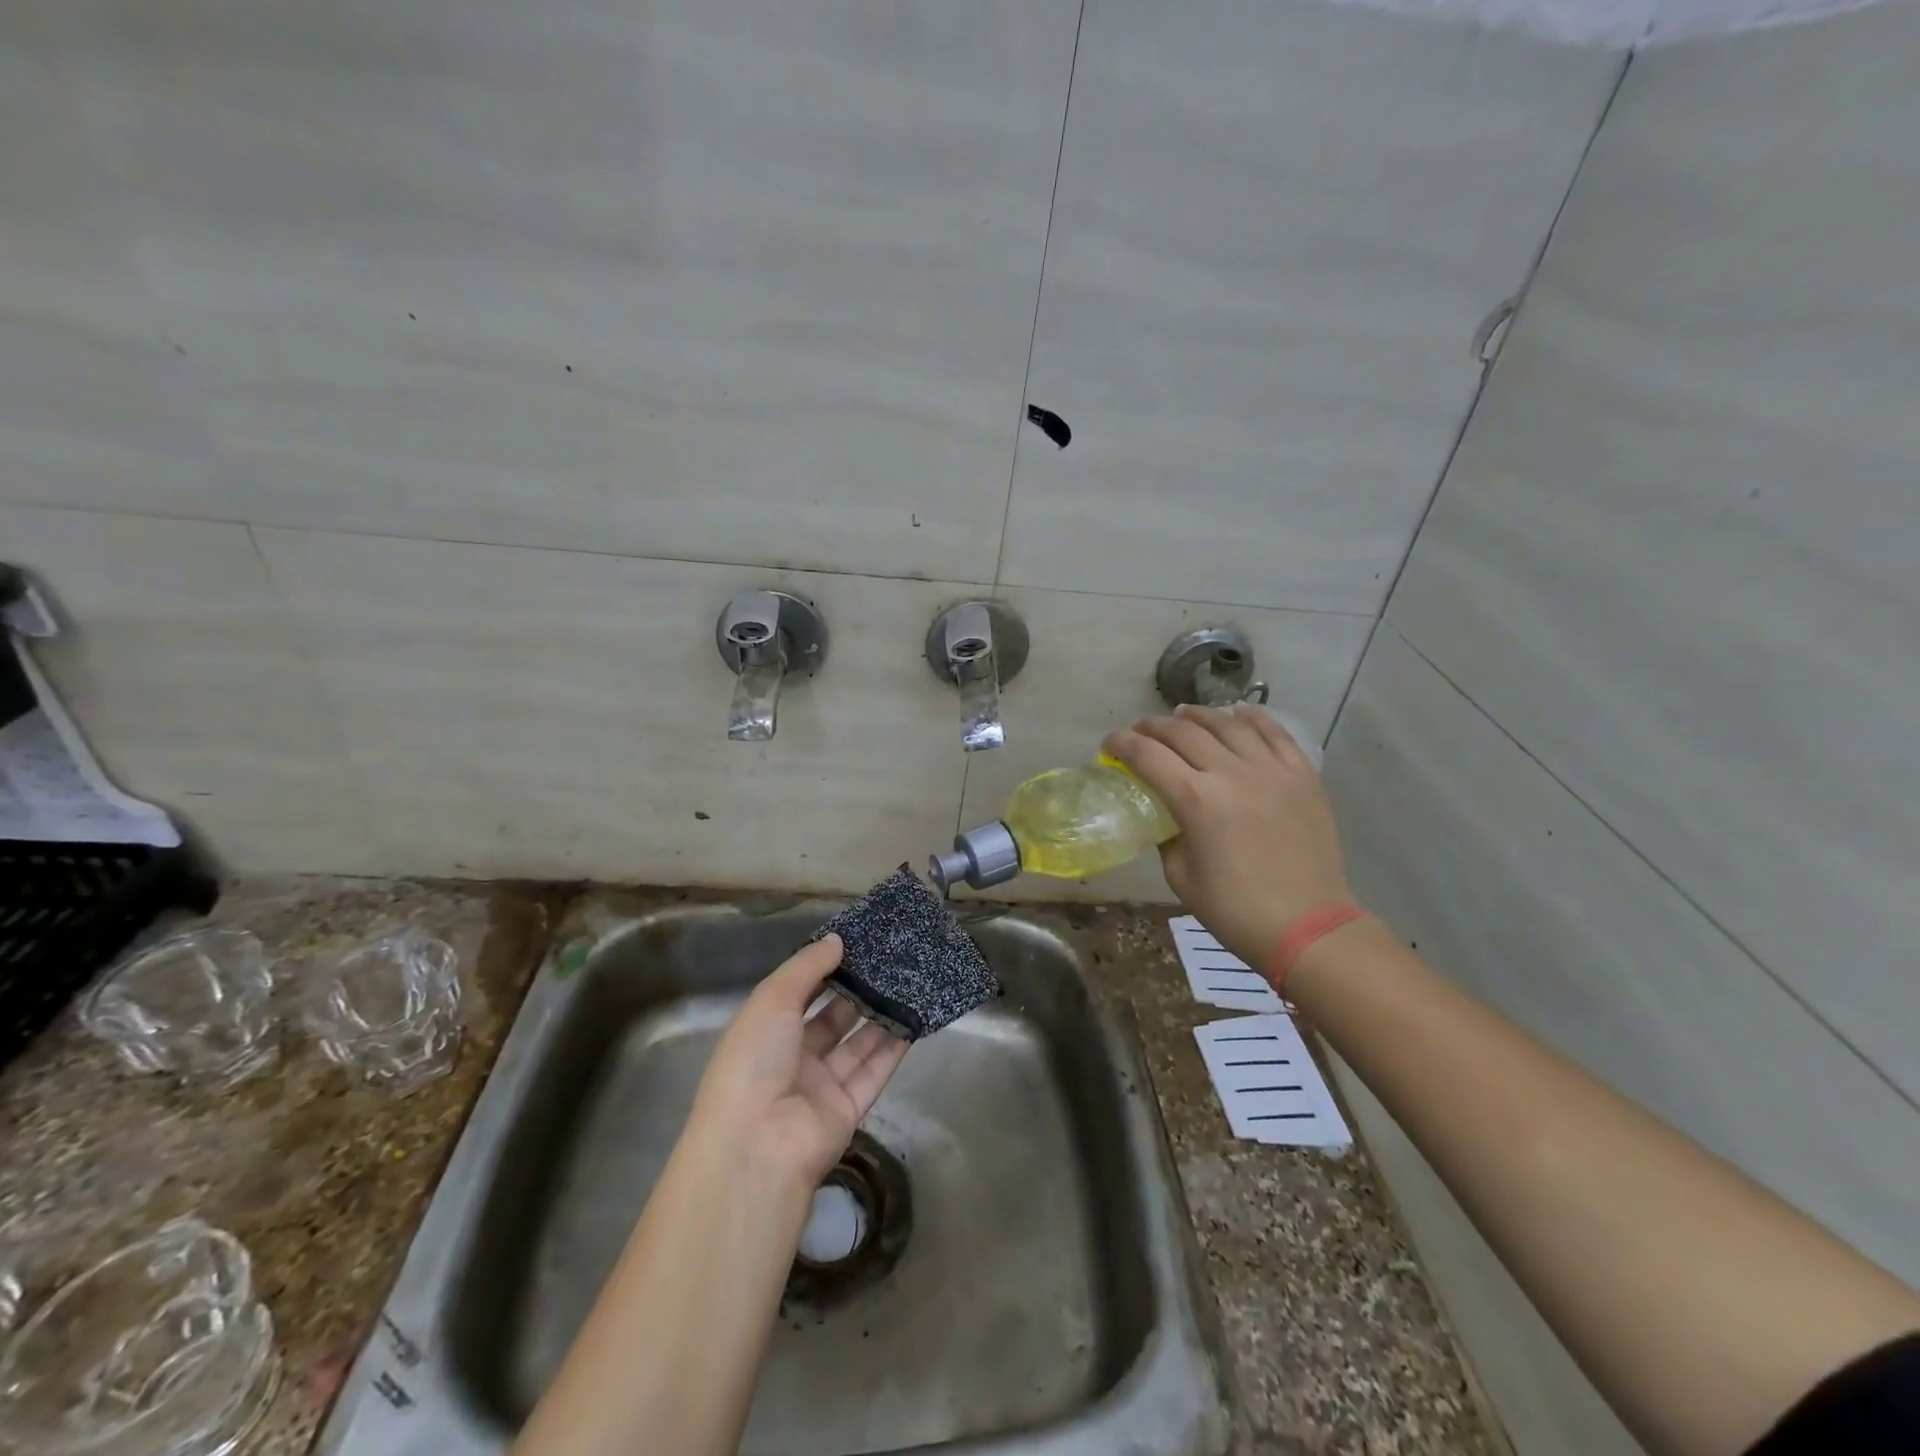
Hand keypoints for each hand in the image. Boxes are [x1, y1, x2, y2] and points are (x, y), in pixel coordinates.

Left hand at [686, 935, 909, 1187]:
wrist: (757, 1146)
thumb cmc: (754, 1061)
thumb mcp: (772, 1000)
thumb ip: (807, 967)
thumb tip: (837, 940)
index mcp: (765, 1033)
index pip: (799, 995)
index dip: (824, 970)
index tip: (855, 944)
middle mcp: (793, 1058)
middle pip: (832, 1019)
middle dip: (858, 991)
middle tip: (891, 960)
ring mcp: (822, 1086)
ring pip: (857, 1043)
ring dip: (881, 1015)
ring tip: (910, 981)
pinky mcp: (849, 1108)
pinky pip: (875, 1071)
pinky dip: (894, 1047)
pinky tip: (915, 1019)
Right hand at [1103, 704, 1353, 966]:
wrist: (1307, 926)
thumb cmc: (1235, 910)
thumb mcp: (1181, 877)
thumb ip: (1168, 836)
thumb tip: (1167, 815)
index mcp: (1196, 800)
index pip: (1147, 755)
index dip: (1122, 744)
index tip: (1109, 744)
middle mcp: (1231, 773)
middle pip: (1183, 732)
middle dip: (1153, 727)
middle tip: (1140, 733)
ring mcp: (1271, 769)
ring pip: (1228, 724)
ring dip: (1198, 716)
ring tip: (1183, 716)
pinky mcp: (1302, 775)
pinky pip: (1274, 733)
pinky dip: (1252, 717)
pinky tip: (1237, 713)